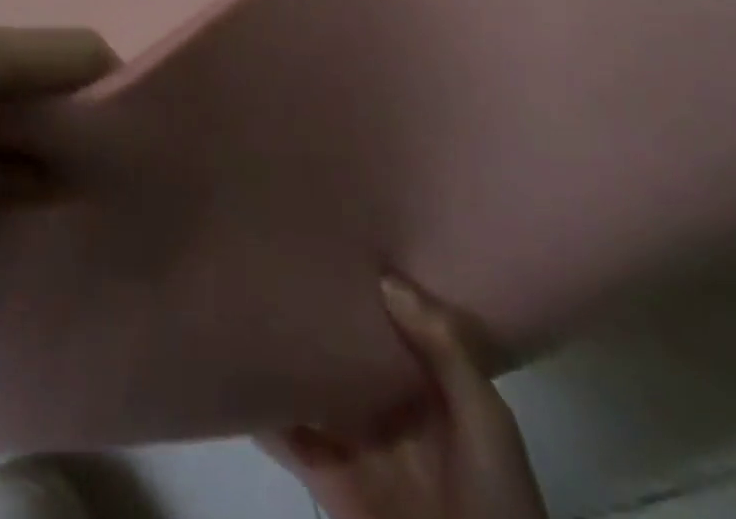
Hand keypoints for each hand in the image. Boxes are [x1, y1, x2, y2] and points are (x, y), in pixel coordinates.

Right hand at [262, 276, 546, 518]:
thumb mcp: (487, 418)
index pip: (385, 322)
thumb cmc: (498, 499)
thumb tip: (383, 280)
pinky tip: (237, 381)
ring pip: (307, 389)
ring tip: (242, 312)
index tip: (323, 242)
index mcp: (424, 384)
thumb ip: (446, 349)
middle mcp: (384, 406)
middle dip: (308, 318)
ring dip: (279, 361)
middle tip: (268, 267)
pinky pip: (289, 443)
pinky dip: (262, 416)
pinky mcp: (330, 483)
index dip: (358, 287)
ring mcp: (354, 444)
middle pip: (338, 352)